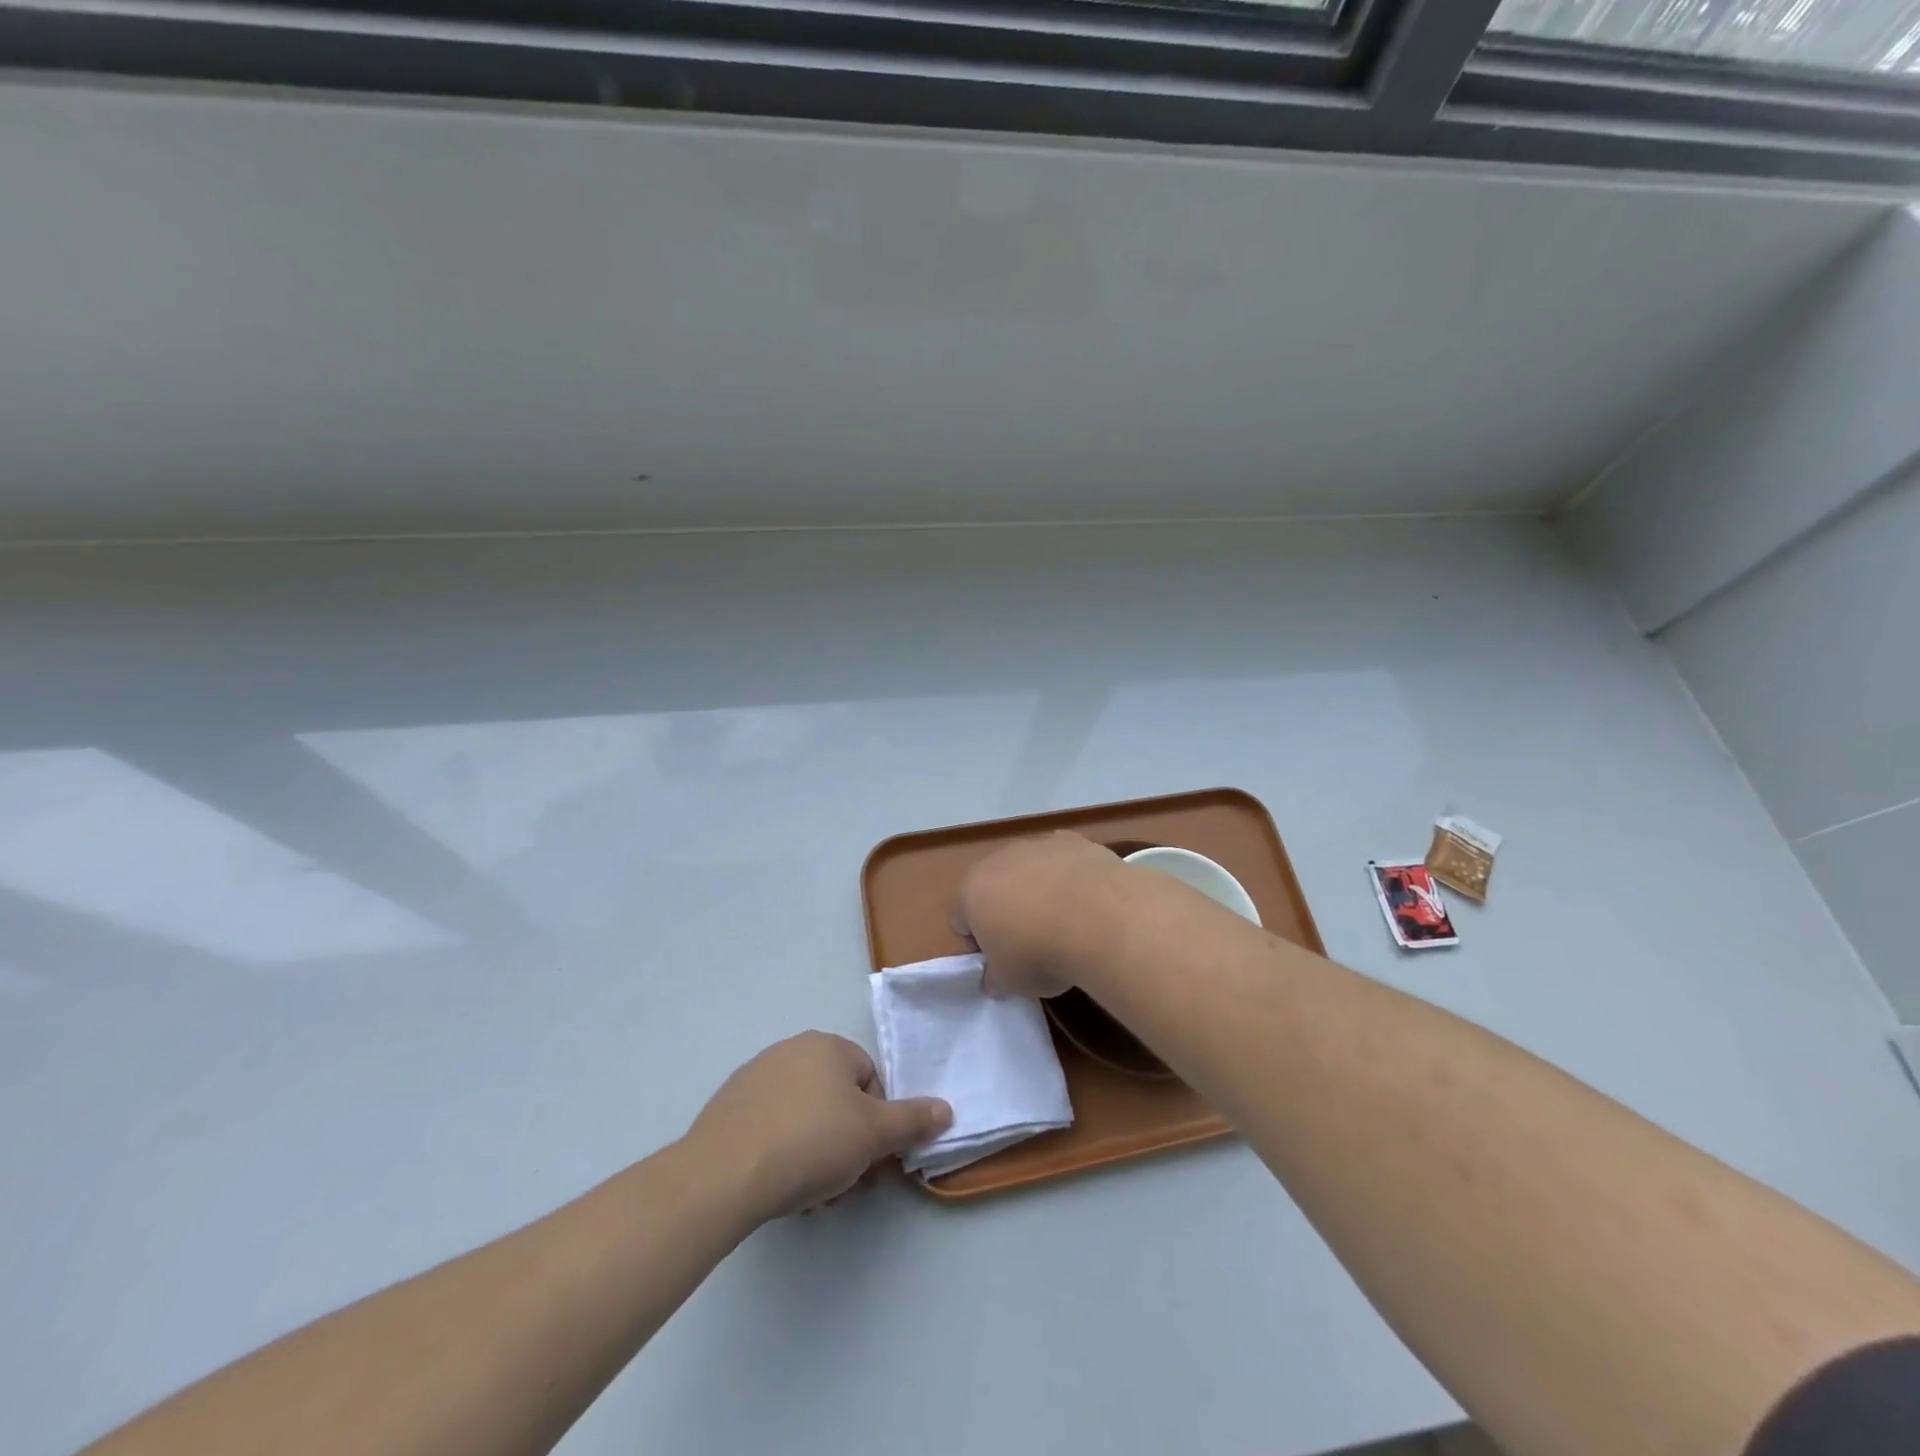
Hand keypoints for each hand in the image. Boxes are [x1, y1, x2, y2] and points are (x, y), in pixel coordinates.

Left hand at [686, 1032, 951, 1222]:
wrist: (724, 1175)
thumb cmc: (810, 1143)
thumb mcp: (873, 1135)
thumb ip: (912, 1121)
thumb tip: (946, 1109)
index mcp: (827, 1046)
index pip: (870, 1079)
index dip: (877, 1122)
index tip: (871, 1161)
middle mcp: (790, 1050)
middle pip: (836, 1100)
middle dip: (847, 1144)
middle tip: (845, 1185)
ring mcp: (754, 1078)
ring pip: (804, 1117)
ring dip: (817, 1154)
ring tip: (812, 1196)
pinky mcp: (728, 1109)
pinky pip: (771, 1128)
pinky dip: (782, 1154)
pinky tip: (779, 1187)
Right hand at [953, 832, 1126, 999]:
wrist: (1099, 918)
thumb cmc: (1040, 954)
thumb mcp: (1010, 982)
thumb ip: (996, 977)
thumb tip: (995, 978)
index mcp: (971, 891)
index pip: (961, 918)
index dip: (979, 942)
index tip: (1001, 960)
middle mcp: (998, 859)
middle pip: (995, 886)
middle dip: (1007, 909)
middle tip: (1031, 940)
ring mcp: (1036, 845)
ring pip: (1030, 869)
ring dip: (1039, 889)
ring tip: (1066, 921)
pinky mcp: (1073, 840)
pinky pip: (1063, 860)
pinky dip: (1070, 876)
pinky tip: (1089, 900)